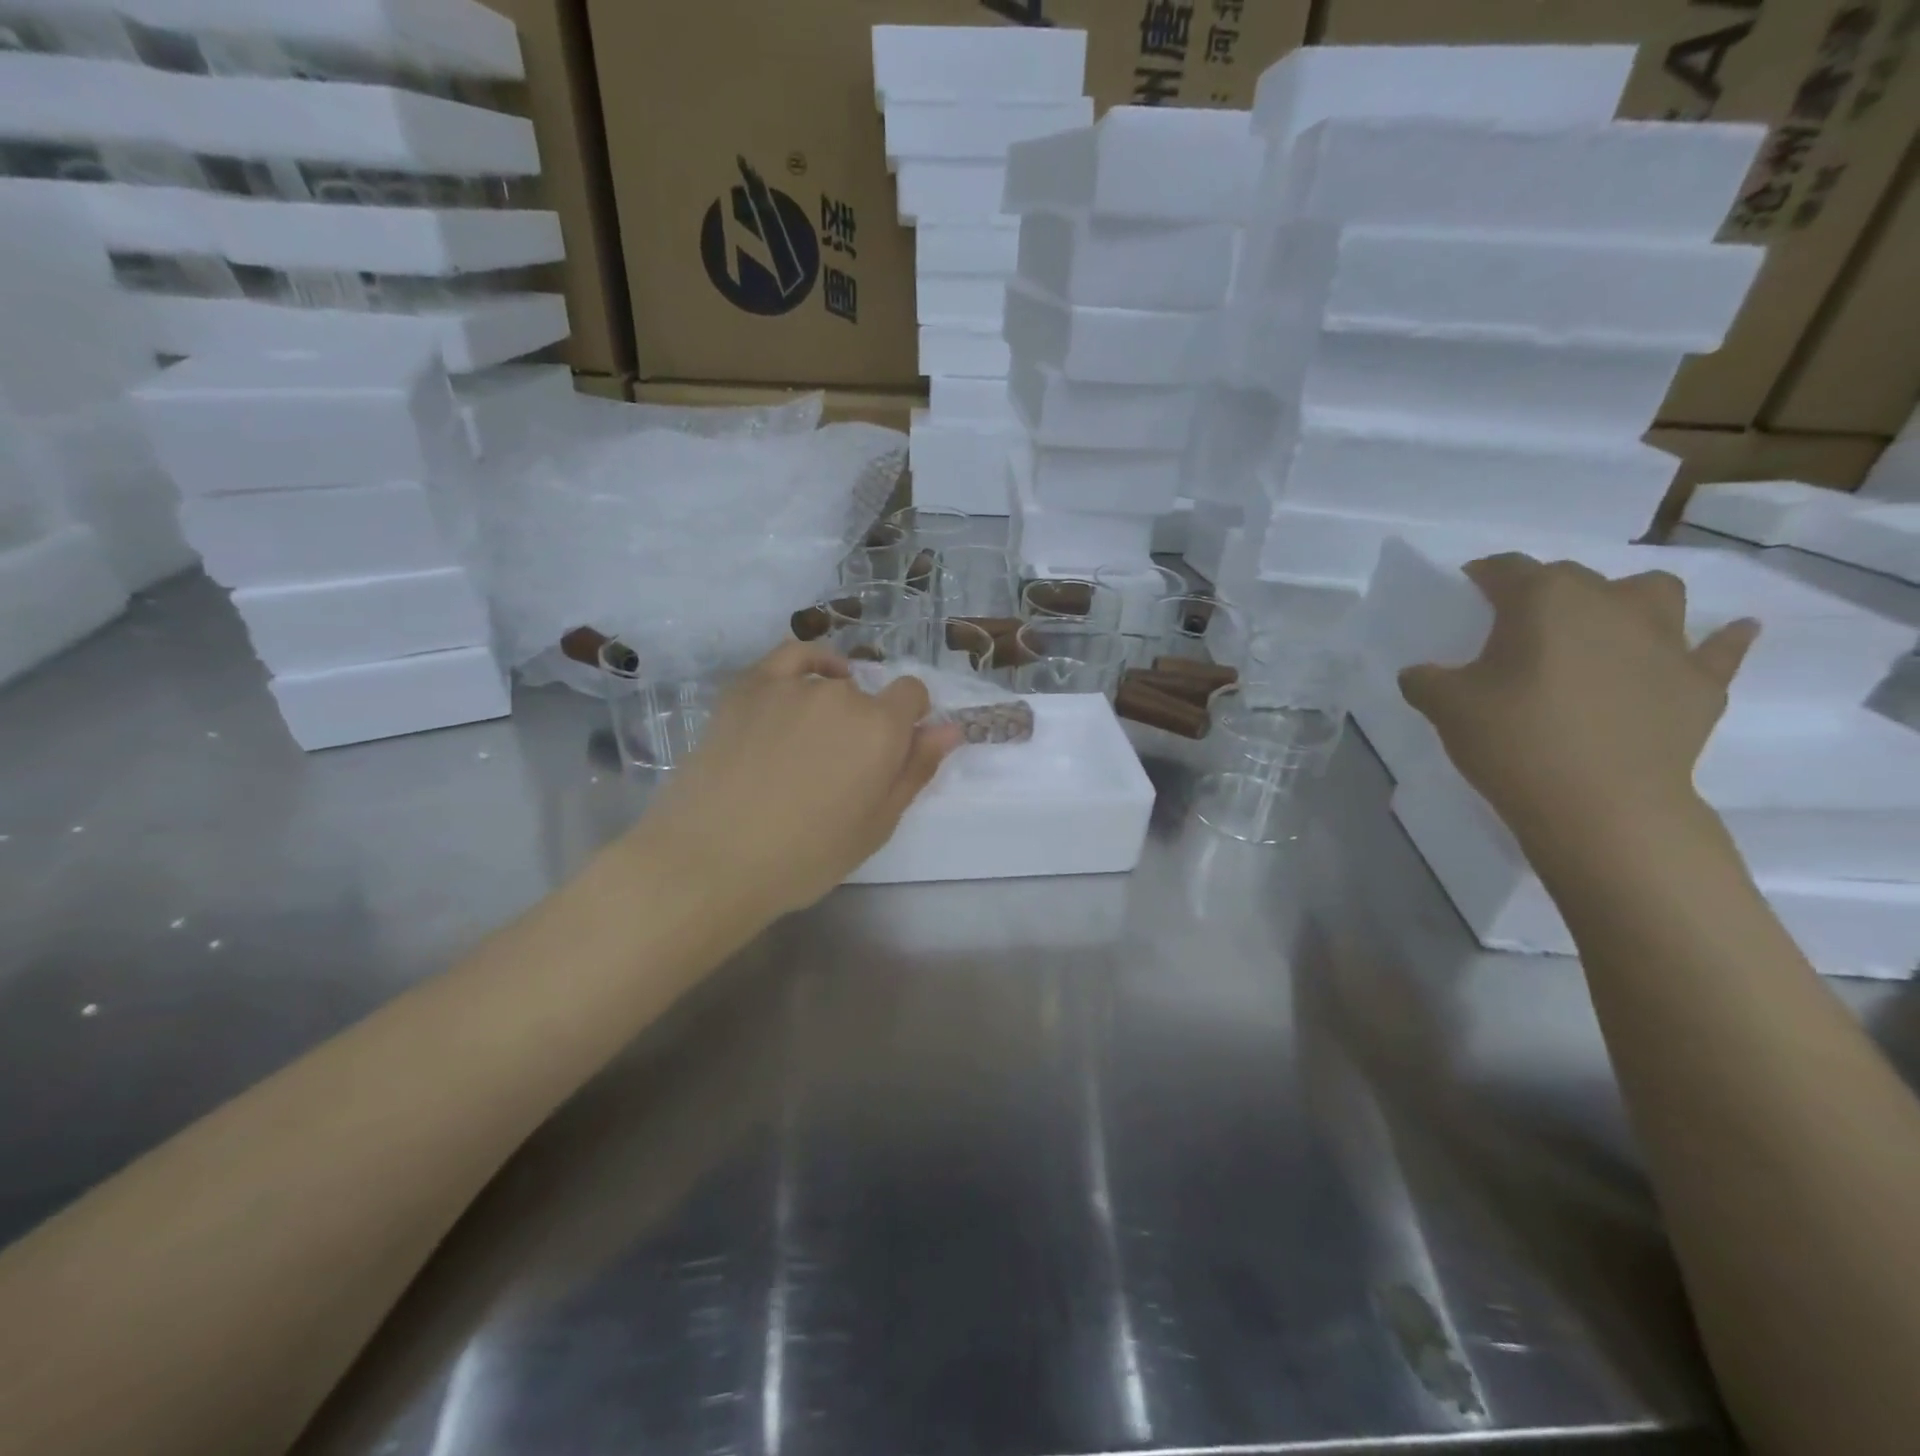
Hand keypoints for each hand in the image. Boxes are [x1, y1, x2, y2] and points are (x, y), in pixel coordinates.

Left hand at [631, 641, 964, 919]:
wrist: (712, 858)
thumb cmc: (805, 856)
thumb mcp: (876, 825)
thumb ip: (916, 770)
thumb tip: (949, 728)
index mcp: (881, 729)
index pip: (913, 694)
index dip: (909, 718)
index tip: (893, 750)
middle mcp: (843, 695)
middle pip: (868, 696)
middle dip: (866, 724)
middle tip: (839, 769)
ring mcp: (793, 685)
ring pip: (830, 682)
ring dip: (833, 705)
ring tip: (810, 746)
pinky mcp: (750, 686)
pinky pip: (791, 656)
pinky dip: (809, 663)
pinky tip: (808, 682)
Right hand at [1398, 554, 1759, 839]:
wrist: (1601, 806)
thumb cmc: (1514, 741)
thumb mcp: (1444, 707)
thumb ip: (1425, 679)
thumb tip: (1420, 673)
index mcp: (1542, 599)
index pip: (1505, 568)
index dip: (1482, 577)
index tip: (1465, 595)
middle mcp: (1608, 602)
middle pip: (1571, 576)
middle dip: (1542, 592)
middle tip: (1515, 629)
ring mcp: (1664, 639)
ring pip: (1652, 592)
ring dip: (1626, 600)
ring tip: (1602, 628)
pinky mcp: (1700, 681)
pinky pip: (1719, 647)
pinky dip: (1718, 640)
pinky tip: (1721, 636)